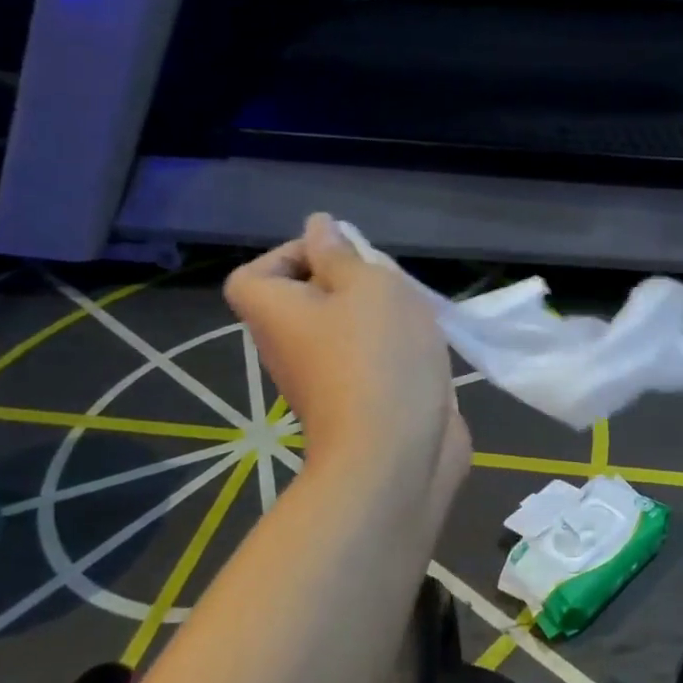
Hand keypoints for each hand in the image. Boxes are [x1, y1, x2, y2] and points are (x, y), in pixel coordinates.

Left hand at [224, 214, 468, 498]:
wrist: (396, 454)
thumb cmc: (377, 356)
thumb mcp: (368, 285)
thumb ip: (343, 255)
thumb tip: (319, 228)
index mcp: (276, 313)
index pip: (255, 274)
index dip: (292, 254)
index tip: (341, 256)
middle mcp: (290, 347)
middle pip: (307, 300)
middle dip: (350, 284)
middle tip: (387, 283)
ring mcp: (325, 380)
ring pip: (344, 331)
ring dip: (379, 317)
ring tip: (413, 313)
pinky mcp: (361, 404)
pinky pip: (370, 361)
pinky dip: (395, 351)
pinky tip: (427, 349)